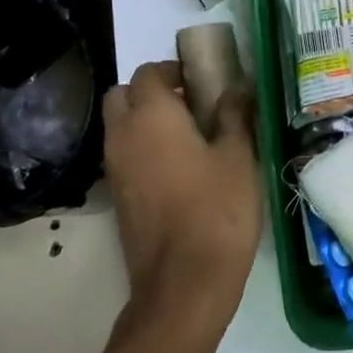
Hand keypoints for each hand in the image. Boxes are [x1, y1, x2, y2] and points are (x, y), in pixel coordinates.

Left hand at [103, 60, 260, 332]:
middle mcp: (123, 135)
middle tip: (189, 104)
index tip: (202, 81)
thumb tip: (237, 87)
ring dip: (143, 120)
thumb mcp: (238, 156)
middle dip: (150, 91)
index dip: (173, 70)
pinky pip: (123, 155)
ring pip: (119, 126)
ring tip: (188, 136)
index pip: (148, 72)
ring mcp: (115, 168)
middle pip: (122, 95)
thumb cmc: (217, 209)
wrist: (185, 282)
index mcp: (151, 116)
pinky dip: (141, 149)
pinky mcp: (117, 197)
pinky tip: (177, 168)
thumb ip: (234, 115)